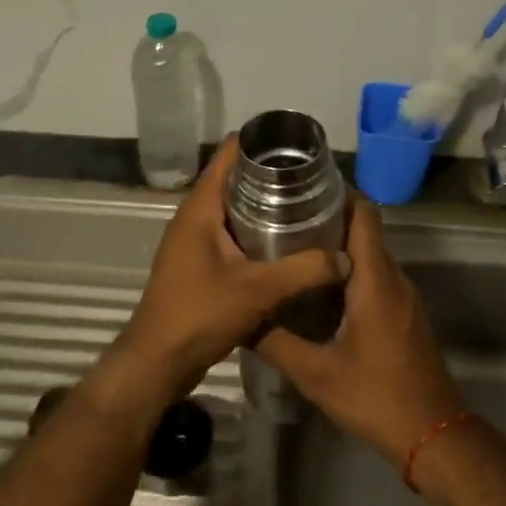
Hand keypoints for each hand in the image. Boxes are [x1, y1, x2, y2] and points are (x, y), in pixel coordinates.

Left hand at [94, 135, 350, 413]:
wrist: (159, 362)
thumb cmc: (200, 315)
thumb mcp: (258, 291)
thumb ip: (304, 271)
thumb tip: (345, 257)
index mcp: (201, 208)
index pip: (229, 154)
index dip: (262, 143)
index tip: (298, 146)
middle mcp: (195, 217)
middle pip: (236, 179)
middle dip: (272, 176)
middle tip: (314, 180)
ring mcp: (195, 241)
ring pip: (235, 209)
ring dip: (266, 206)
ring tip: (308, 206)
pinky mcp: (200, 263)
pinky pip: (232, 234)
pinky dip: (257, 231)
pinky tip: (287, 243)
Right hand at [258, 197, 466, 466]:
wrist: (434, 434)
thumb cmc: (376, 398)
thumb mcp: (316, 375)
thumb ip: (276, 343)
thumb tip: (240, 318)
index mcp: (376, 280)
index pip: (364, 214)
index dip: (337, 194)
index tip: (302, 191)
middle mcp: (394, 279)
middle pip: (365, 231)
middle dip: (328, 220)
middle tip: (283, 221)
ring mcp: (404, 297)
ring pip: (371, 255)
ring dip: (338, 248)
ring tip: (294, 250)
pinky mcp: (405, 314)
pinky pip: (377, 277)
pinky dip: (351, 271)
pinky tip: (320, 290)